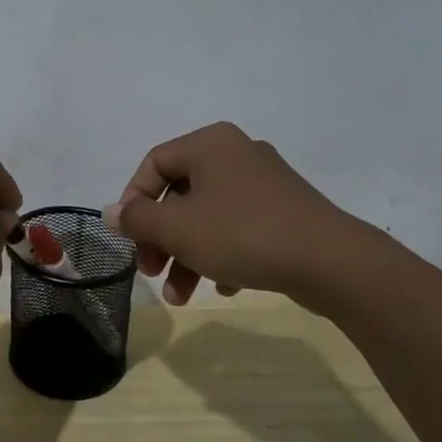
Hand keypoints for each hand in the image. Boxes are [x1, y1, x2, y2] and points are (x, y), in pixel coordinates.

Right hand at [103, 122, 383, 312]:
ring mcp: (265, 181)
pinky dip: (223, 254)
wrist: (330, 261)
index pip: (153, 163)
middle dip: (161, 239)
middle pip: (180, 194)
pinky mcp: (286, 210)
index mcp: (209, 144)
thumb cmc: (242, 234)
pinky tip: (225, 287)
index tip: (128, 238)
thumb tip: (110, 212)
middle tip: (150, 271)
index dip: (133, 201)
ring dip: (188, 255)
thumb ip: (137, 220)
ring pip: (209, 216)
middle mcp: (236, 153)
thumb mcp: (177, 229)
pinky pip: (239, 227)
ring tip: (181, 297)